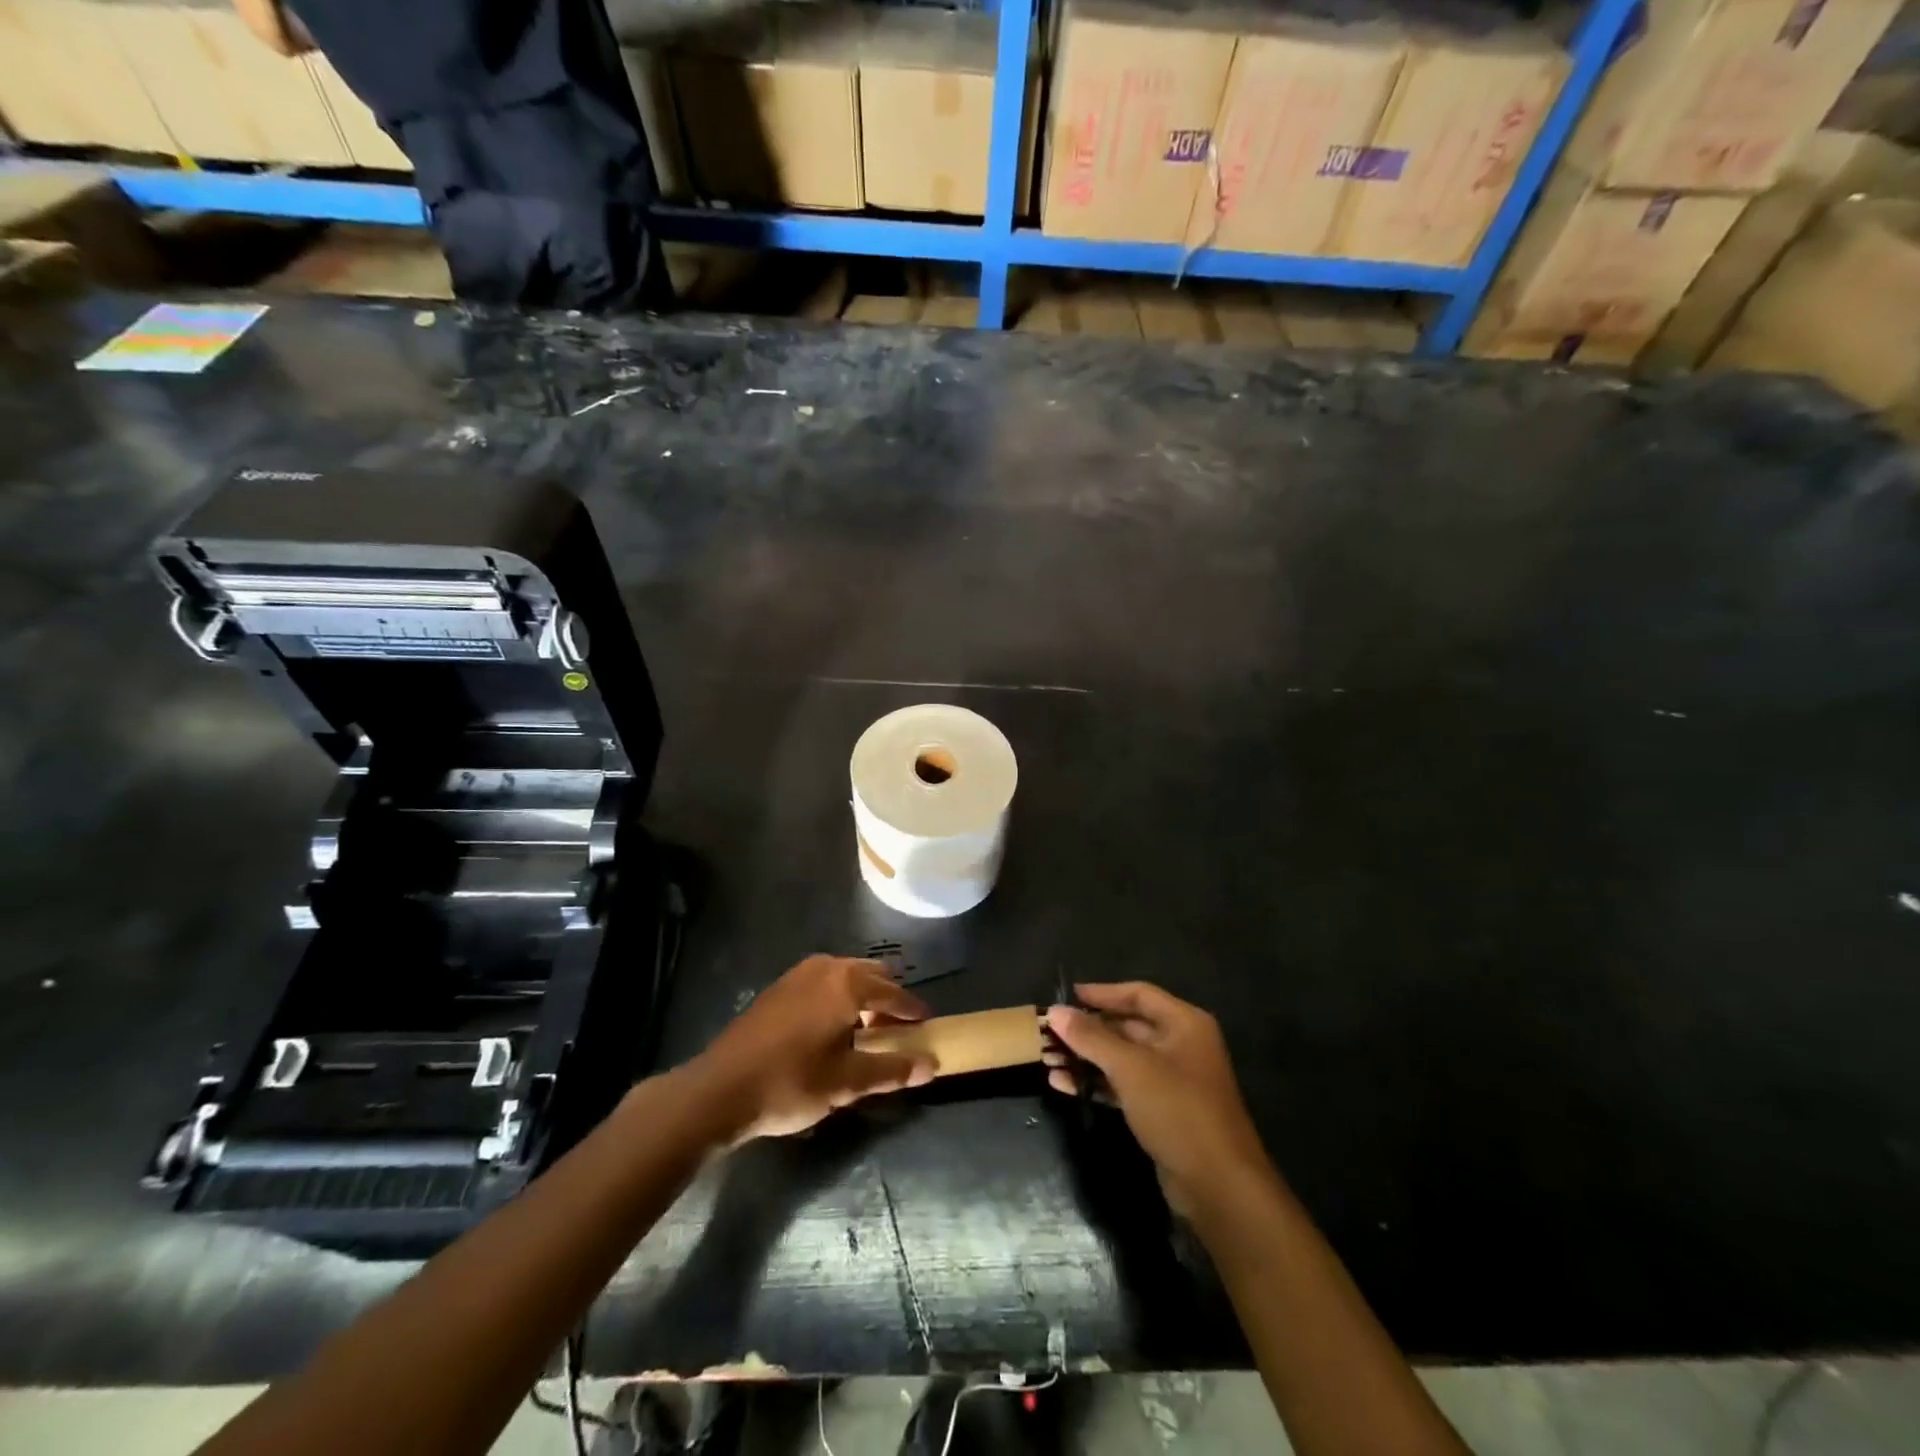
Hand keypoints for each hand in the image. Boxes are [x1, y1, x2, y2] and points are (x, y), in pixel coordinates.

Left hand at [695, 955, 936, 1140]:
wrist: (719, 1090)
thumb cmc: (790, 1083)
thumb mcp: (846, 1083)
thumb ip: (892, 1070)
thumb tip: (931, 1064)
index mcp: (847, 983)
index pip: (894, 992)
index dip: (913, 1010)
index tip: (927, 1026)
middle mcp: (826, 967)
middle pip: (871, 976)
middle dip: (888, 999)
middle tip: (897, 1031)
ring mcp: (799, 974)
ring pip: (845, 976)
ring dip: (862, 997)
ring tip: (867, 1032)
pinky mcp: (779, 988)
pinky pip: (823, 982)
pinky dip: (838, 998)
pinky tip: (832, 1030)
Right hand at [1045, 982, 1273, 1215]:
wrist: (1219, 1186)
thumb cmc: (1178, 1110)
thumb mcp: (1130, 1068)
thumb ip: (1091, 1037)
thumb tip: (1055, 1011)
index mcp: (1184, 1023)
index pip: (1138, 994)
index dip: (1102, 993)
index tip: (1068, 996)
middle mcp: (1181, 1045)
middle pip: (1127, 1026)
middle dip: (1087, 1030)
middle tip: (1048, 1033)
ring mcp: (1172, 1080)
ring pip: (1122, 1058)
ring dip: (1086, 1058)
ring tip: (1046, 1060)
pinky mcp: (1162, 1111)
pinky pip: (1123, 1086)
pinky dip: (1096, 1083)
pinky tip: (1062, 1085)